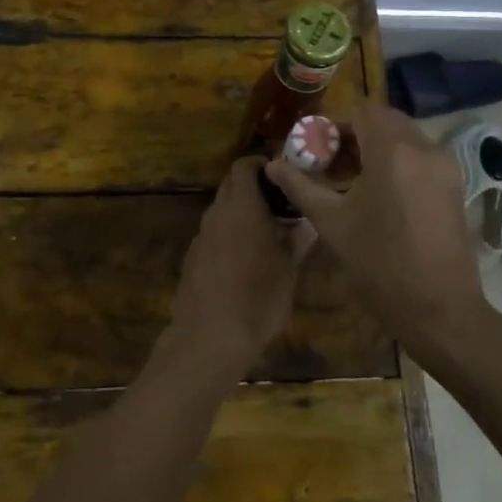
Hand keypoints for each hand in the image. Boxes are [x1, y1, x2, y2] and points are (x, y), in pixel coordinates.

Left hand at [166, 156, 304, 380]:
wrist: (209, 337)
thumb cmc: (258, 298)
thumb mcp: (288, 269)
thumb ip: (297, 239)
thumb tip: (309, 222)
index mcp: (242, 207)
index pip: (244, 166)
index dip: (261, 163)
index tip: (281, 174)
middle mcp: (217, 214)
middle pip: (231, 184)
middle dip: (253, 186)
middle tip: (279, 203)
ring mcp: (201, 235)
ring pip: (221, 210)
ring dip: (241, 212)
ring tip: (266, 233)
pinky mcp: (192, 256)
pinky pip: (213, 233)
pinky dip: (228, 233)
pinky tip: (243, 260)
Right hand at [265, 101, 487, 356]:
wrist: (439, 310)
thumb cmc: (379, 265)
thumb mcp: (332, 224)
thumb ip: (301, 187)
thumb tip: (272, 165)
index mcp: (393, 151)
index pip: (364, 110)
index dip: (337, 123)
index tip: (318, 148)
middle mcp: (425, 148)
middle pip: (386, 120)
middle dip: (357, 134)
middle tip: (332, 163)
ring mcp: (445, 166)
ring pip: (406, 138)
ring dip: (378, 147)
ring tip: (352, 180)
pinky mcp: (456, 185)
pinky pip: (421, 157)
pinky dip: (399, 162)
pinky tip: (381, 194)